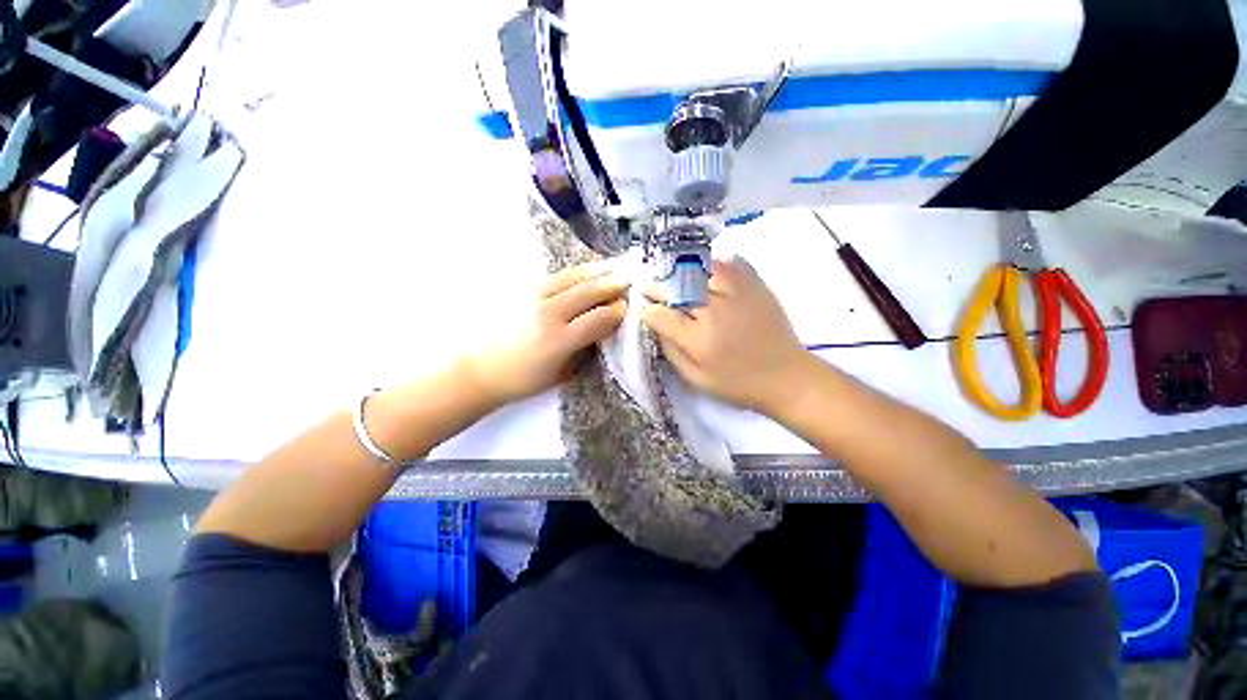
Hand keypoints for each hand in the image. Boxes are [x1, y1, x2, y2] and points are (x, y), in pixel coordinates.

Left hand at [465, 262, 628, 406]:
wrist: (480, 370)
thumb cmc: (523, 379)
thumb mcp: (561, 373)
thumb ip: (584, 350)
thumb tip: (603, 330)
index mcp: (560, 340)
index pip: (598, 318)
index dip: (617, 311)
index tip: (628, 306)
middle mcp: (549, 314)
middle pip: (588, 292)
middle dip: (612, 284)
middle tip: (630, 279)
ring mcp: (533, 298)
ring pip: (571, 278)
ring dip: (595, 272)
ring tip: (612, 267)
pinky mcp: (522, 291)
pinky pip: (554, 277)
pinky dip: (574, 273)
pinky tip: (584, 271)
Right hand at [642, 258, 811, 414]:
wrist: (786, 376)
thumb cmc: (737, 383)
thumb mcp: (696, 379)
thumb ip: (671, 352)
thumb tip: (656, 326)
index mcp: (698, 340)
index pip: (662, 315)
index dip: (648, 309)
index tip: (644, 307)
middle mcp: (714, 312)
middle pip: (676, 287)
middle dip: (658, 285)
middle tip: (650, 285)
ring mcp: (736, 294)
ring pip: (700, 269)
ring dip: (682, 269)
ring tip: (674, 274)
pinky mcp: (755, 286)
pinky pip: (730, 262)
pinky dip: (714, 262)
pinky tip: (706, 270)